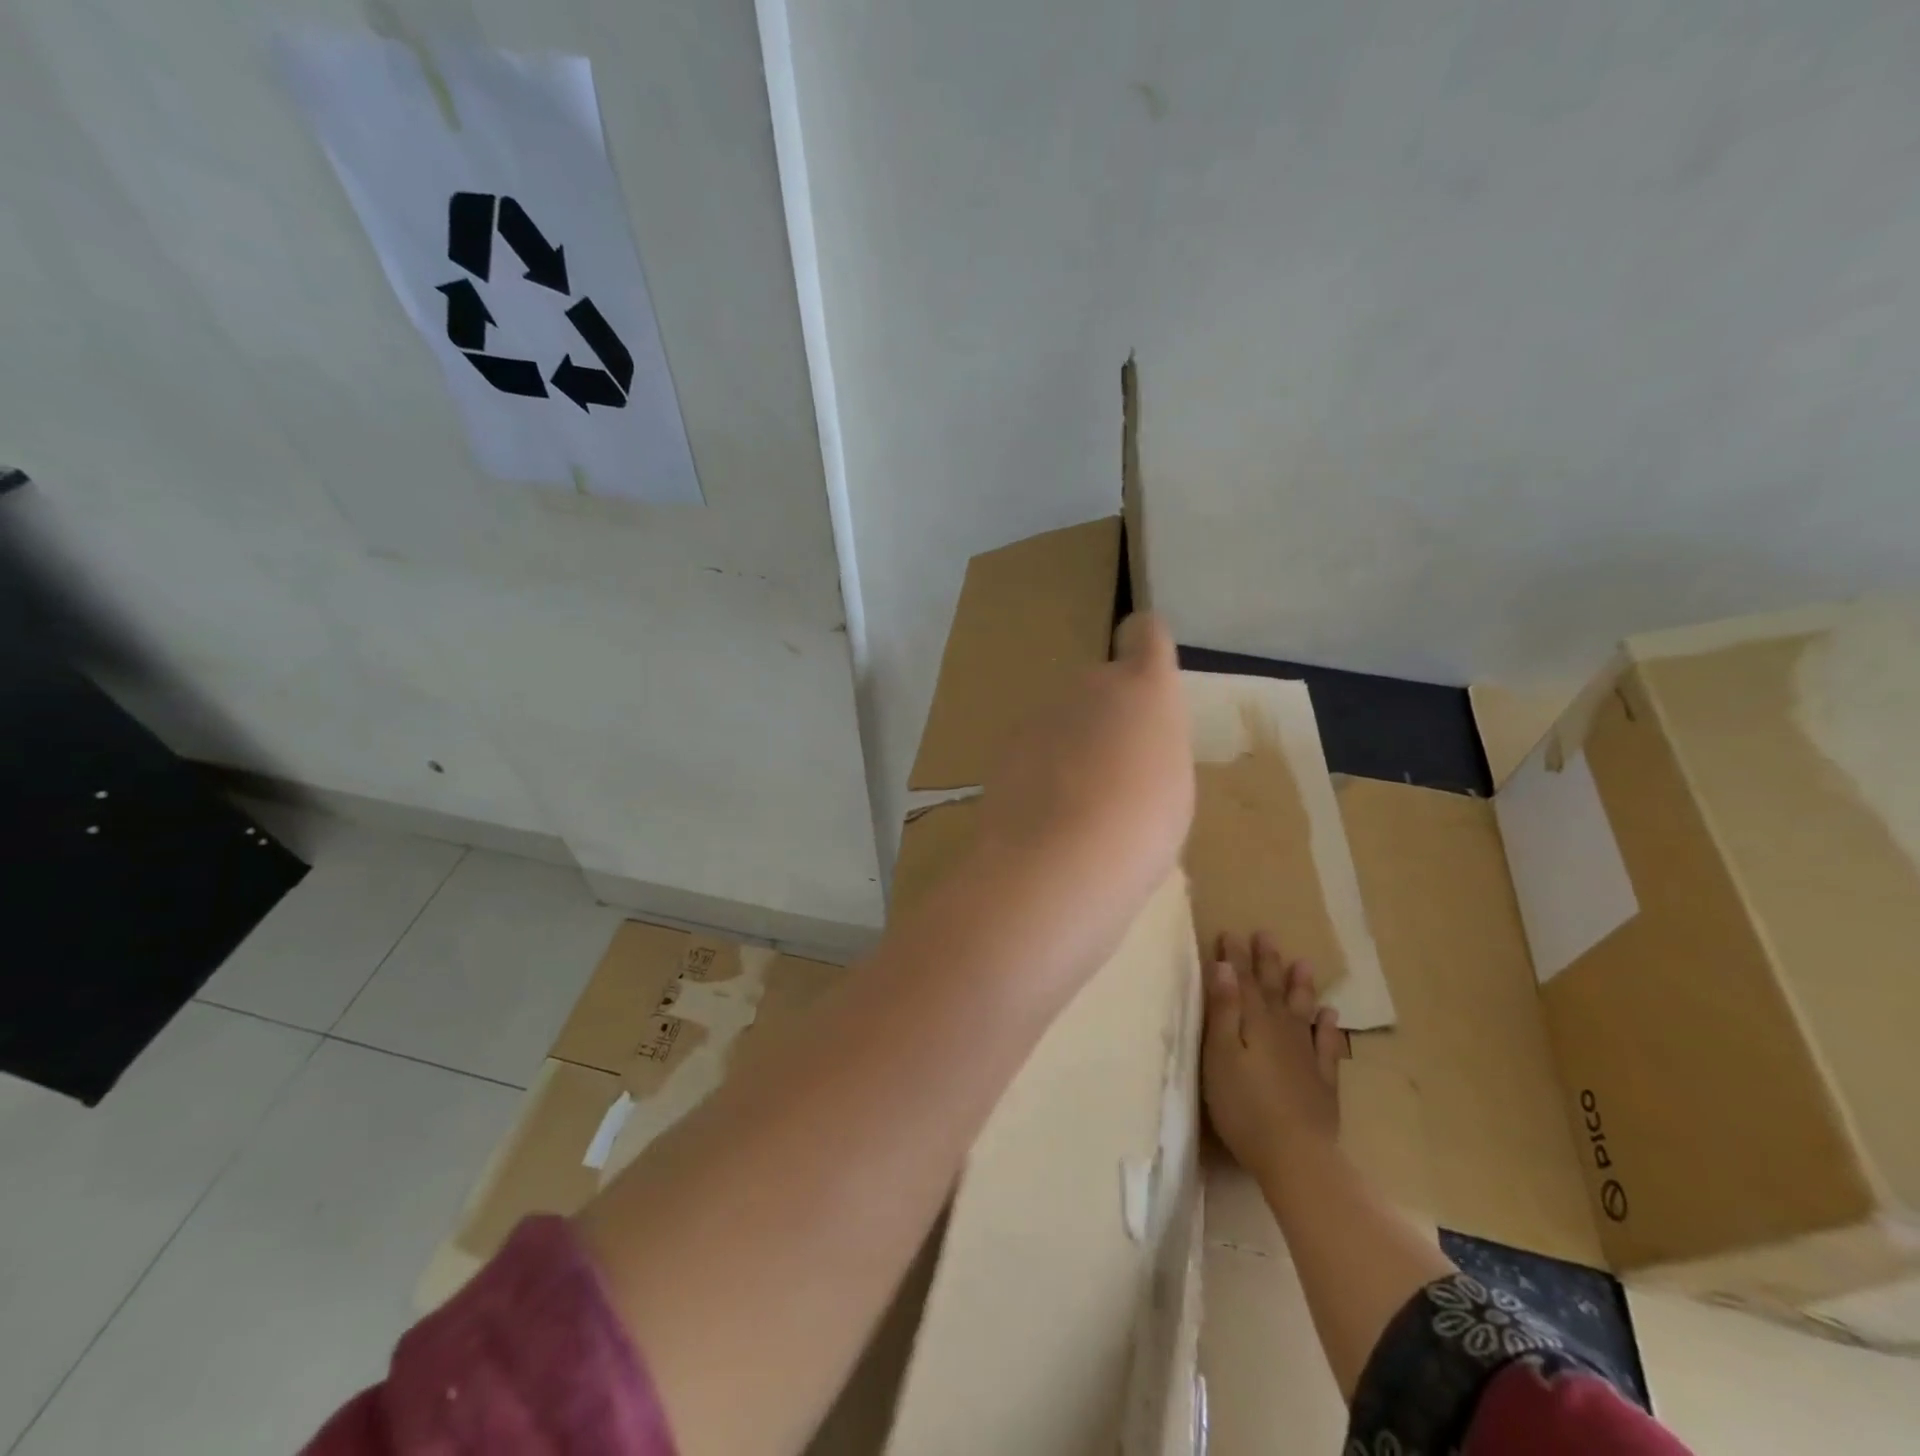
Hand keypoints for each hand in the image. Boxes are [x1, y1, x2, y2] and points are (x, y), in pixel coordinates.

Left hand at [970, 613, 1193, 980]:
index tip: (1145, 676)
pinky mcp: (1005, 746)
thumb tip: (1130, 748)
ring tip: (1080, 806)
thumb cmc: (1141, 826)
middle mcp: (1090, 685)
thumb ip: (1153, 747)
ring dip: (1071, 747)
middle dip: (1106, 718)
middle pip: (1100, 687)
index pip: (1146, 633)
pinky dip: (1040, 771)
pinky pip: (1034, 750)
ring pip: (1064, 721)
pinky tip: (1046, 815)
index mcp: (1145, 688)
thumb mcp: (1174, 785)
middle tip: (1117, 774)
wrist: (1056, 862)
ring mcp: (1041, 713)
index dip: (1145, 645)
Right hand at [1202, 932, 1346, 1185]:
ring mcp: (1306, 1056)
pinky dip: (1328, 1028)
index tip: (1230, 932)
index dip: (1235, 957)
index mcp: (1254, 1023)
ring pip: (1302, 1011)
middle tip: (1266, 935)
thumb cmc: (1244, 1105)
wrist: (1296, 1156)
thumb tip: (1224, 966)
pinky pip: (1327, 1046)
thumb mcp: (1221, 1054)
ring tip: (1302, 963)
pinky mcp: (1322, 1082)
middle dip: (1267, 962)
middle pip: (1272, 990)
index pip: (1241, 982)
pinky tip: (1330, 1016)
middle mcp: (1282, 1031)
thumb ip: (1223, 1010)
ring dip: (1300, 987)